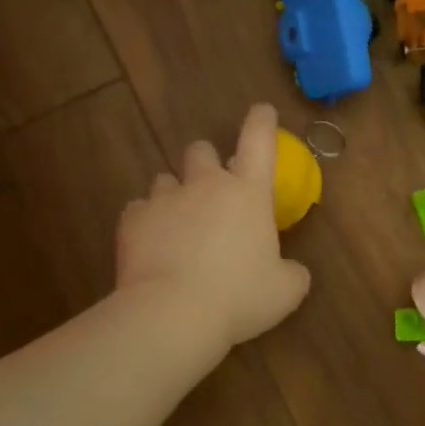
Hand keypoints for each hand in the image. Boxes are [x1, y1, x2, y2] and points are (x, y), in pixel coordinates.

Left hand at [116, 103, 311, 352]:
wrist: (173, 314)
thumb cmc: (239, 298)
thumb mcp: (285, 291)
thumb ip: (292, 273)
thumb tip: (292, 270)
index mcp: (247, 193)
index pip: (259, 140)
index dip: (262, 121)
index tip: (262, 111)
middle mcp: (205, 185)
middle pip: (201, 149)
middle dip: (206, 162)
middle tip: (210, 190)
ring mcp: (164, 199)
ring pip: (165, 179)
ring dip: (174, 195)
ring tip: (177, 226)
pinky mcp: (132, 220)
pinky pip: (139, 210)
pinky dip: (146, 223)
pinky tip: (151, 247)